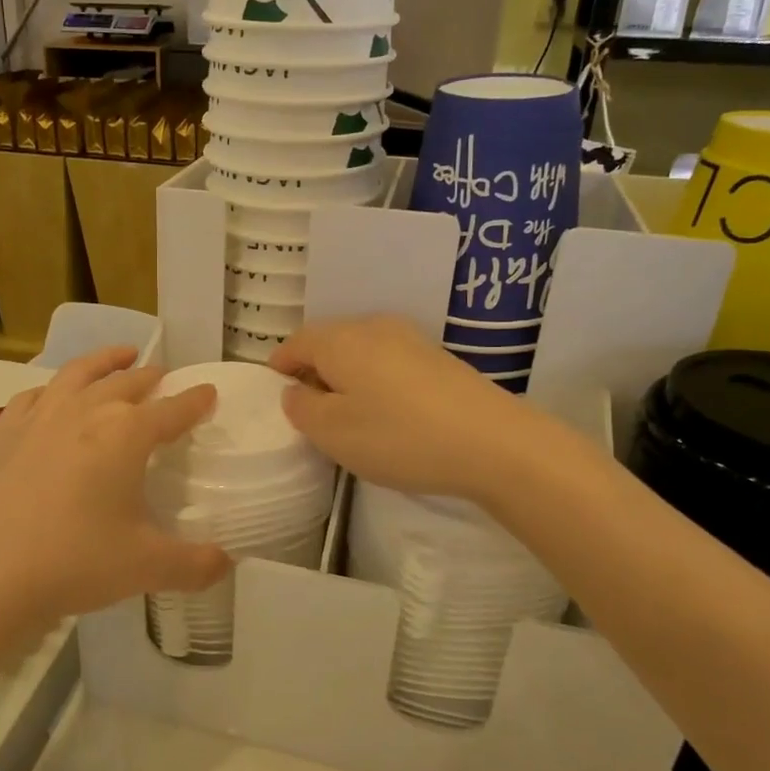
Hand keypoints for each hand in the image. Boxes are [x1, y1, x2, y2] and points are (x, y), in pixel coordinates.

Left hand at [0, 347, 229, 652]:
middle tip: (165, 377)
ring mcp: (38, 418)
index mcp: (126, 434)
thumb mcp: (146, 567)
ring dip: (105, 361)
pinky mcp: (2, 434)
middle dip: (152, 378)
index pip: (173, 410)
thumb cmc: (73, 563)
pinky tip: (51, 396)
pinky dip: (52, 389)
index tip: (209, 392)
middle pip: (127, 383)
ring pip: (79, 374)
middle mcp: (85, 412)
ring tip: (121, 354)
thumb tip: (227, 563)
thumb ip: (195, 565)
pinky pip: (33, 396)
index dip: (195, 401)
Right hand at [270, 316, 527, 499]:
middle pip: (329, 342)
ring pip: (360, 351)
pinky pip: (389, 362)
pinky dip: (375, 381)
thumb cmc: (399, 436)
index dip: (279, 367)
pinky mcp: (438, 358)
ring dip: (346, 377)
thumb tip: (295, 391)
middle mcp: (373, 327)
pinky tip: (387, 413)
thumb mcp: (333, 432)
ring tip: (348, 416)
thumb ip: (302, 408)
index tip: (276, 394)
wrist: (493, 442)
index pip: (296, 343)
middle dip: (313, 371)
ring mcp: (410, 339)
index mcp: (340, 340)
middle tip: (310, 411)